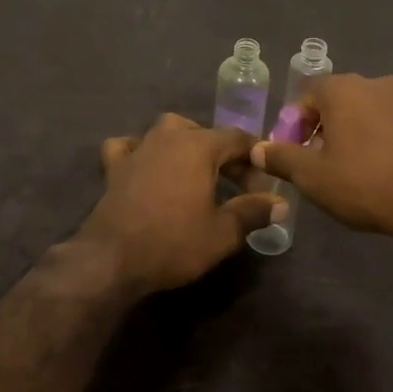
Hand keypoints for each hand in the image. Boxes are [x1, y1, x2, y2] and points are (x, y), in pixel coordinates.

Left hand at [80, 114, 282, 293]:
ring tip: (196, 172)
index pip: (238, 139)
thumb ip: (253, 212)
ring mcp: (138, 149)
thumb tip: (280, 204)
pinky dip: (140, 151)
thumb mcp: (223, 233)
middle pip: (205, 134)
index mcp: (199, 146)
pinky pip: (129, 146)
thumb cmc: (173, 243)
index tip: (263, 186)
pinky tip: (146, 166)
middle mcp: (168, 137)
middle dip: (224, 156)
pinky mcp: (114, 167)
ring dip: (186, 146)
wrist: (112, 260)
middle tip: (236, 187)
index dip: (256, 160)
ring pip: (167, 131)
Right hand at [252, 73, 392, 233]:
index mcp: (343, 89)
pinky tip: (387, 167)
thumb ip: (281, 158)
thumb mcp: (313, 177)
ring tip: (356, 166)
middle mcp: (377, 82)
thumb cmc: (364, 183)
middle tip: (322, 159)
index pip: (308, 94)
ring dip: (358, 130)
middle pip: (340, 99)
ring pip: (371, 110)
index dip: (296, 122)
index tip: (296, 150)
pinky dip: (386, 137)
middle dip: (327, 125)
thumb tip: (257, 149)